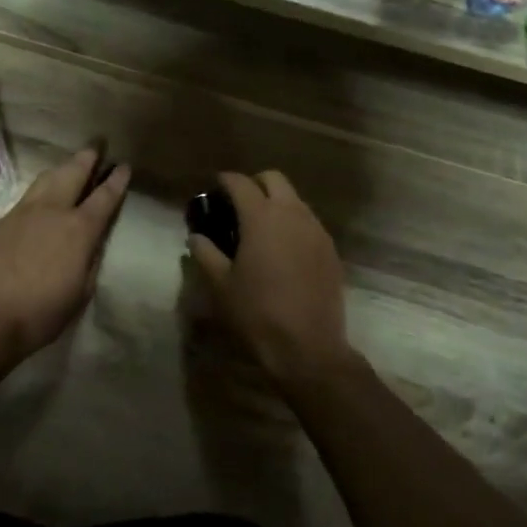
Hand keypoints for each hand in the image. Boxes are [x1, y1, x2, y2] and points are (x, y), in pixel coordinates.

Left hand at [0, 148, 131, 361]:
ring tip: (70, 164)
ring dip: (62, 168)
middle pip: (73, 173)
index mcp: (79, 230)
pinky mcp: (1, 221)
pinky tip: (41, 198)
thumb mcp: (80, 291)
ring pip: (47, 179)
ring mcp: (23, 212)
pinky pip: (27, 198)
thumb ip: (89, 260)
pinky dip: (41, 191)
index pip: (104, 197)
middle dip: (87, 158)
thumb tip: (92, 242)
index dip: (116, 180)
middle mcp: (52, 211)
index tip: (123, 166)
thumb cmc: (42, 313)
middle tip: (97, 146)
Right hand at [187, 171, 360, 383]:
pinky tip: (283, 249)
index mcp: (262, 217)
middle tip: (238, 204)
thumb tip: (196, 237)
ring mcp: (316, 231)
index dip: (225, 180)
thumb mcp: (220, 285)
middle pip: (274, 179)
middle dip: (255, 184)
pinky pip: (309, 223)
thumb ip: (205, 254)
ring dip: (276, 203)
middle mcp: (292, 214)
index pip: (241, 183)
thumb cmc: (257, 312)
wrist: (308, 347)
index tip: (215, 187)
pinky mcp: (331, 250)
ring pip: (295, 200)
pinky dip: (293, 224)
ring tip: (261, 227)